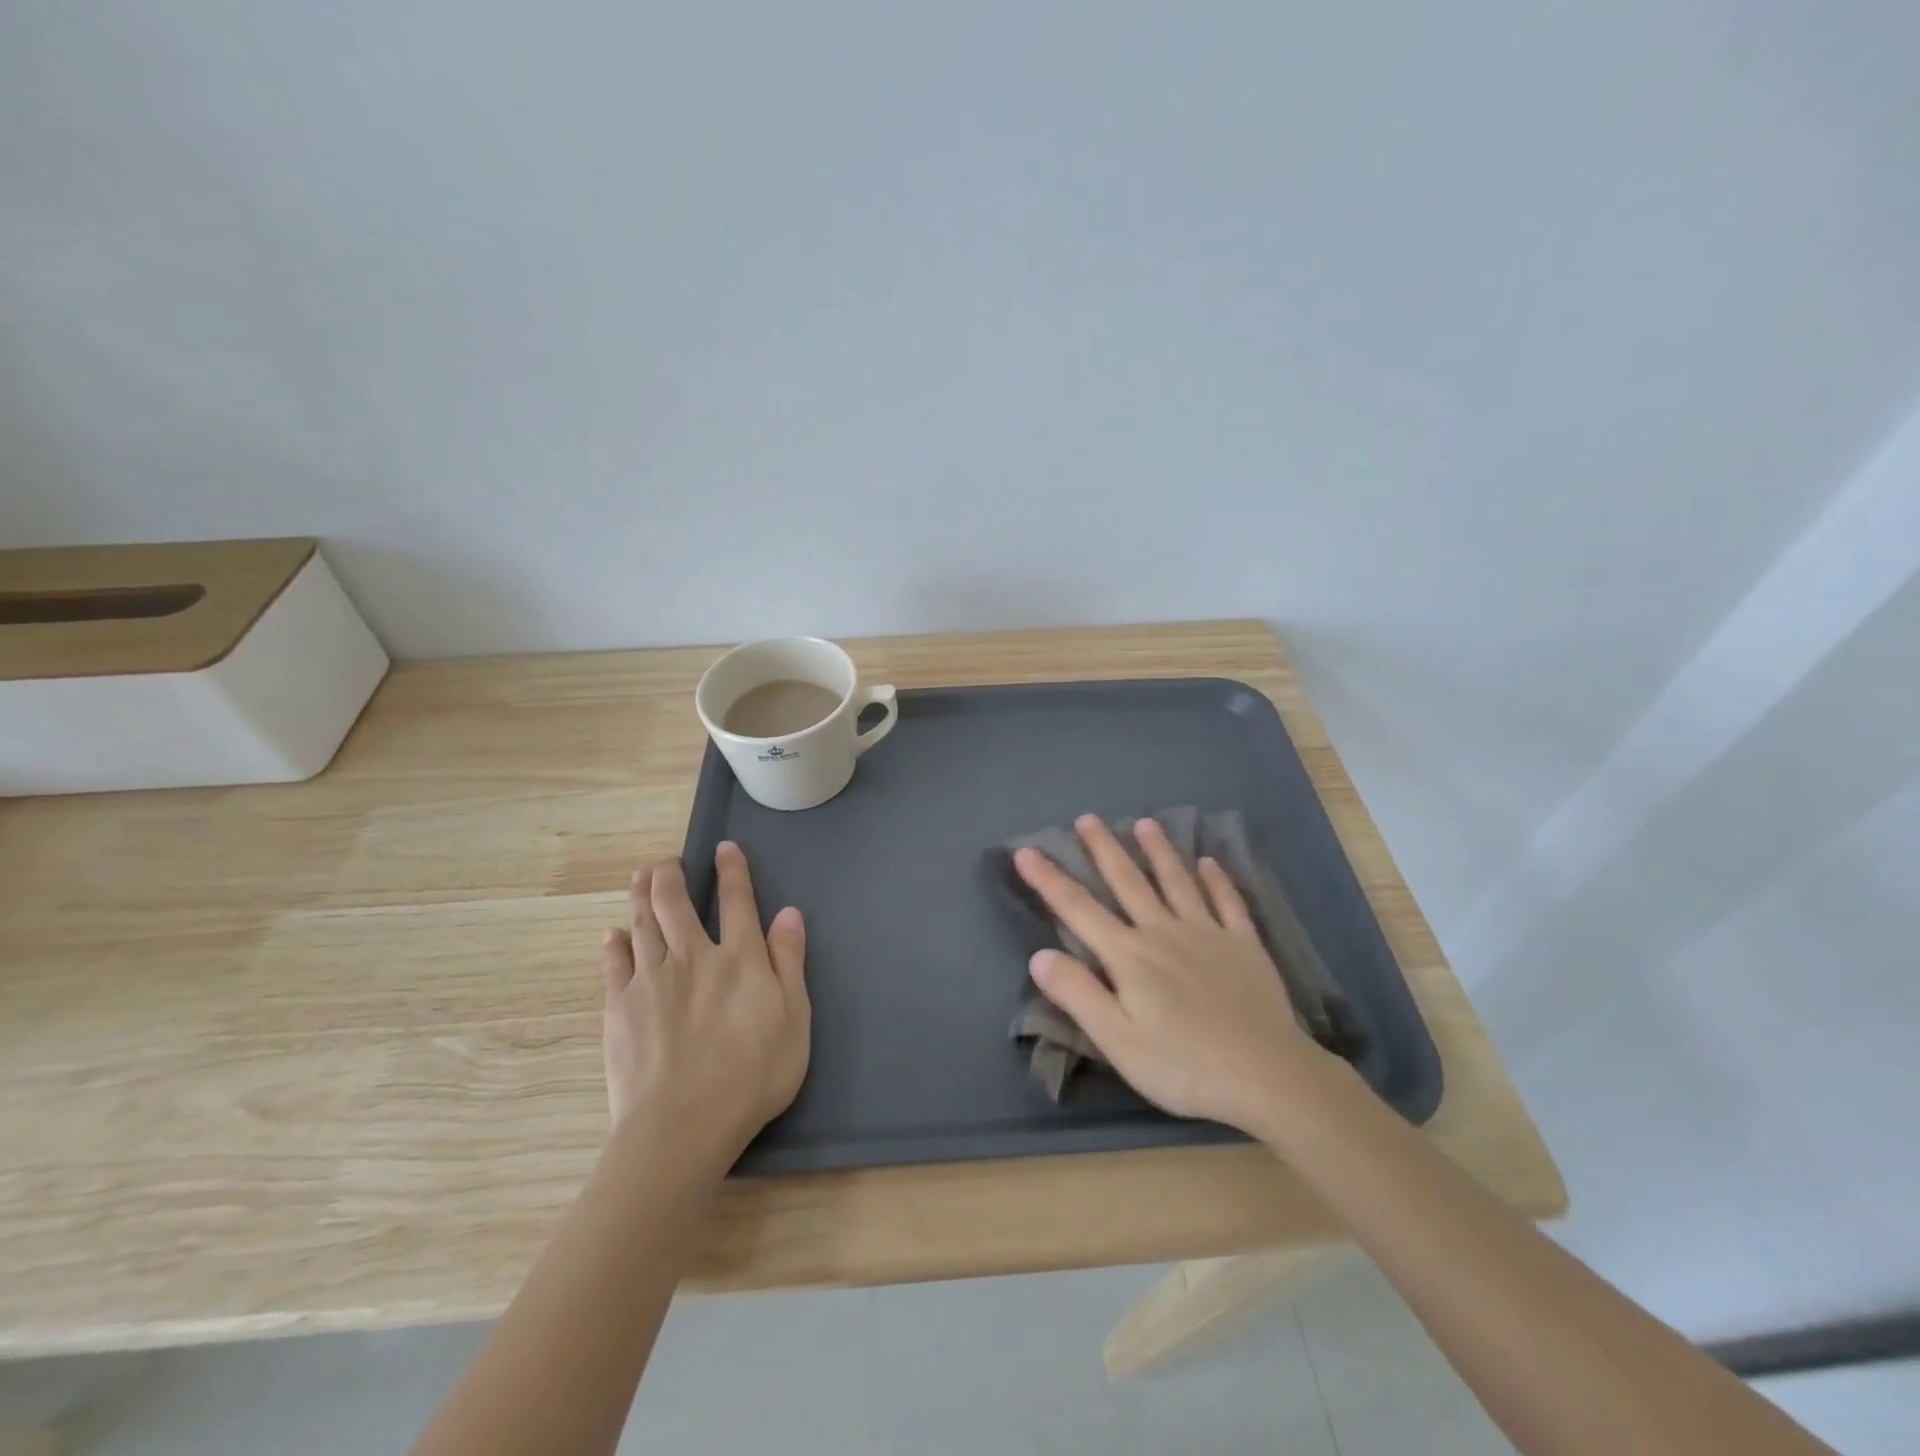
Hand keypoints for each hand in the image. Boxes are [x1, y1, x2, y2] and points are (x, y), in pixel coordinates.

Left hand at [601, 842, 810, 1159]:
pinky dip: (614, 944)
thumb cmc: (752, 1075)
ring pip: (643, 924)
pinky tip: (613, 935)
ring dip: (641, 895)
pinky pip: (614, 964)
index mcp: (740, 958)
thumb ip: (789, 962)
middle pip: (676, 903)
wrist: (683, 1124)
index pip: (737, 901)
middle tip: (667, 862)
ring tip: (641, 876)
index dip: (732, 870)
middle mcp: (693, 956)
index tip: (724, 848)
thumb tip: (789, 912)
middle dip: (671, 875)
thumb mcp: (794, 1019)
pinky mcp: (620, 1008)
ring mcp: (652, 980)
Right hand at [1013, 815, 1332, 1131]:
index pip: (1078, 909)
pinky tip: (1211, 863)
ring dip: (1159, 851)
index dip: (1049, 879)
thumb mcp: (1117, 1040)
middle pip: (1128, 881)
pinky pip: (1229, 903)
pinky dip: (1218, 880)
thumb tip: (1038, 954)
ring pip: (1177, 881)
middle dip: (1104, 849)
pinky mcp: (1245, 945)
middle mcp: (1163, 931)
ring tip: (1145, 823)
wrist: (1266, 1075)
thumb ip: (1077, 994)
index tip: (1026, 851)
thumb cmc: (1182, 1065)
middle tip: (1087, 818)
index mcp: (1129, 955)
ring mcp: (1208, 933)